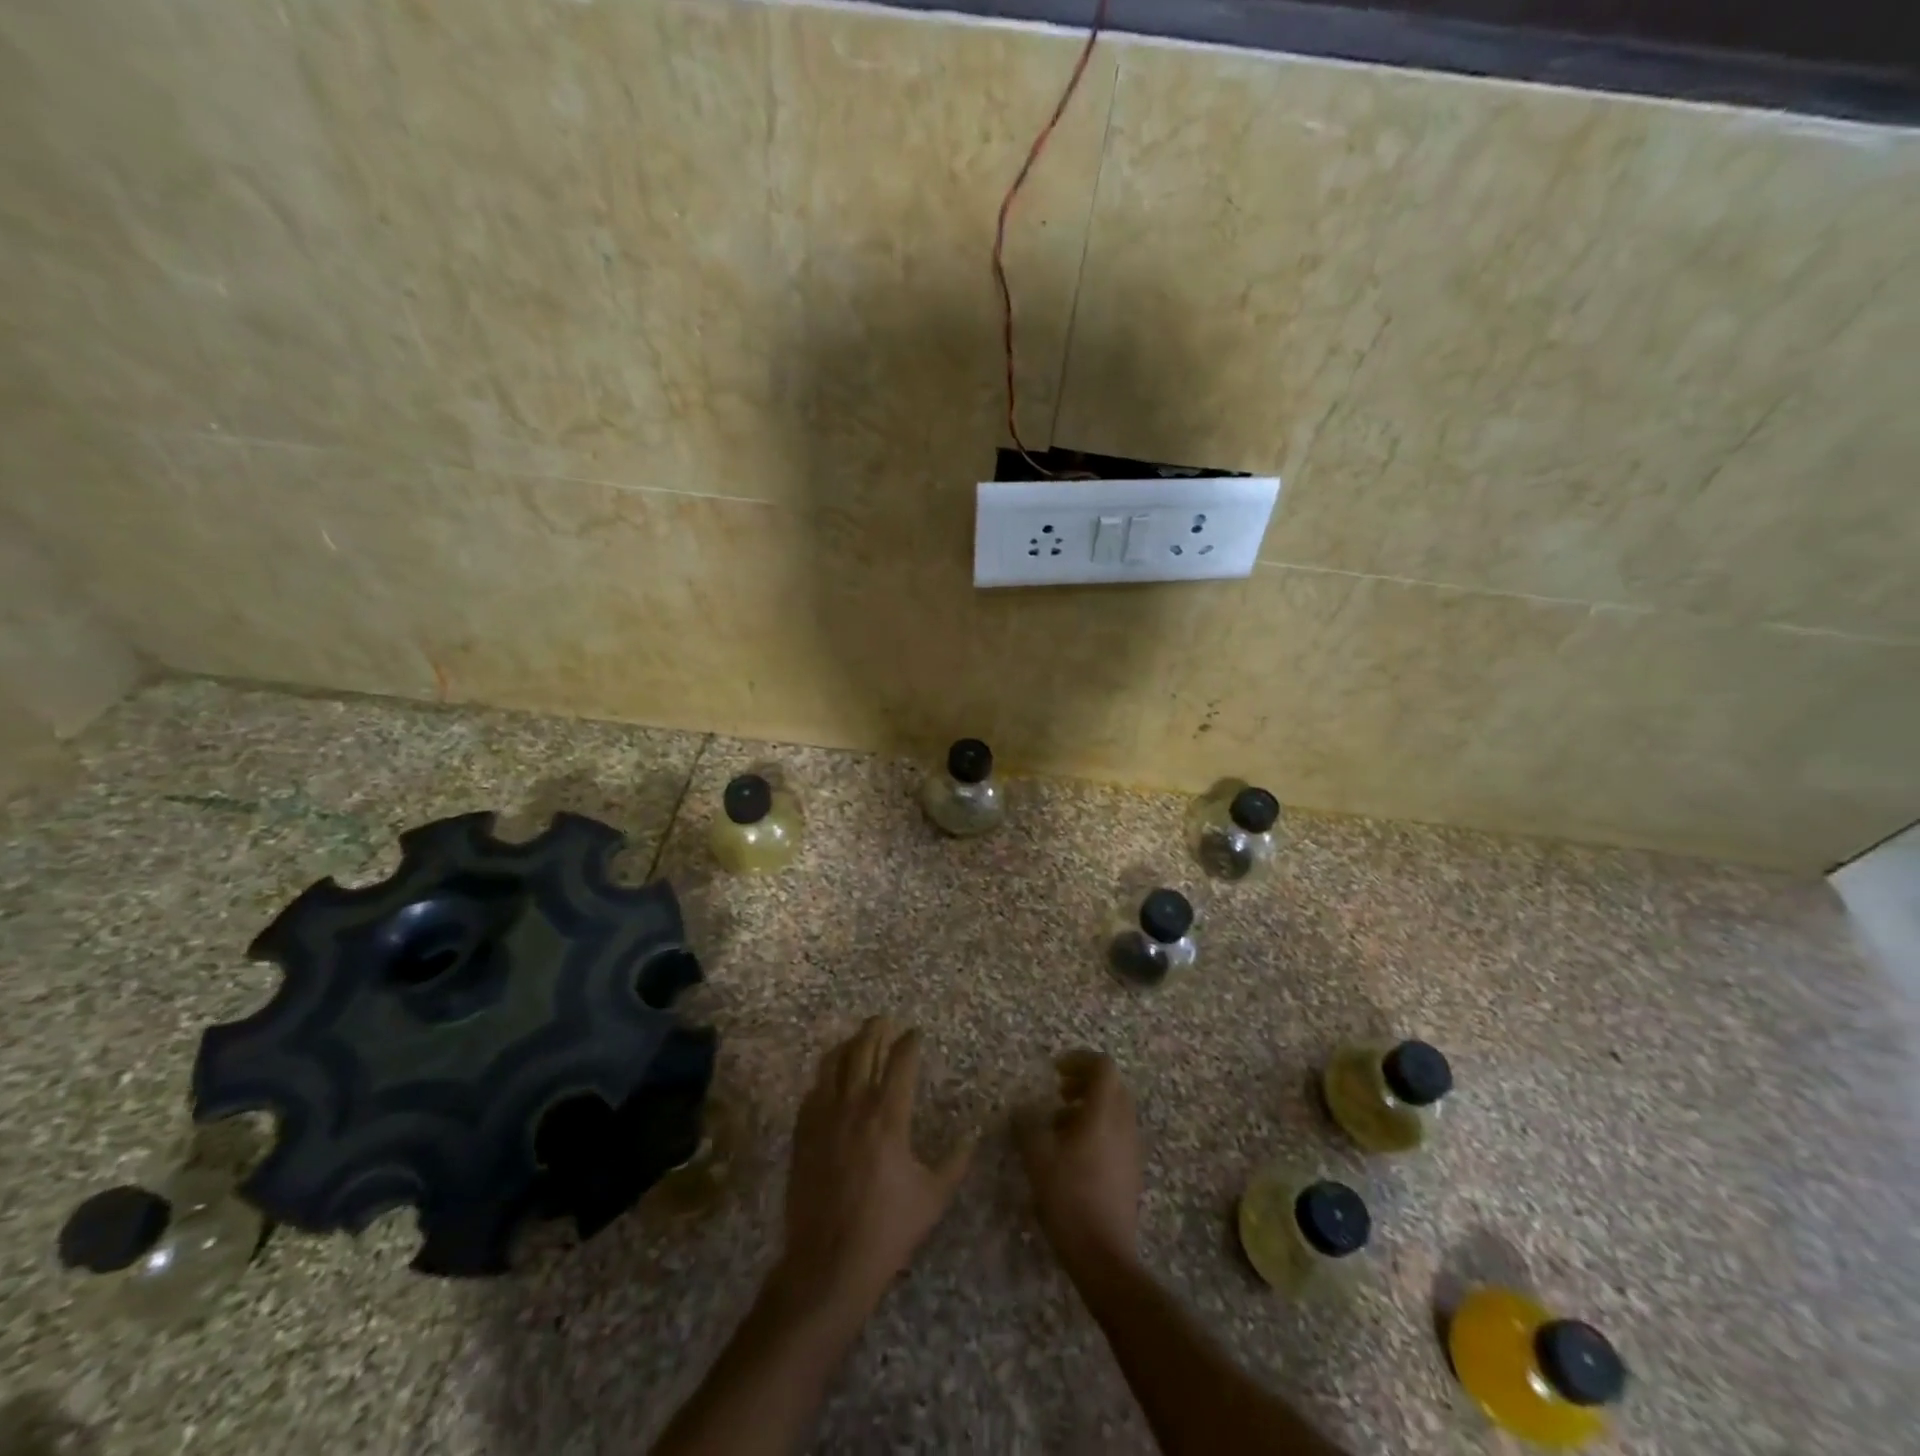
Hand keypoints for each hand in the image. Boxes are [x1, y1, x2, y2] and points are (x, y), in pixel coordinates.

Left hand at [776, 1017, 973, 1318]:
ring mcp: (823, 1118)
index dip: (910, 1042)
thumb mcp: (933, 1197)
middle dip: (875, 1030)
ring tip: (857, 1039)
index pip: (900, 1062)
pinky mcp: (803, 1134)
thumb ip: (956, 1161)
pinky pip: (813, 1090)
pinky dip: (825, 1076)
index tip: (916, 1033)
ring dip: (848, 1045)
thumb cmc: (887, 1231)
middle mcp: (854, 1106)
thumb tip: (974, 1134)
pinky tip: (831, 1078)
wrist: (828, 1265)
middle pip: (863, 1050)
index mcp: (889, 1117)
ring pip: (832, 1063)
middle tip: (884, 1021)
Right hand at [1014, 1050, 1141, 1271]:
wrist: (1104, 1256)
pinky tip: (1071, 1154)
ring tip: (1058, 1126)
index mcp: (1104, 1112)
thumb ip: (1027, 1124)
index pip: (1104, 1066)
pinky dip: (1096, 1129)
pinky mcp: (1131, 1171)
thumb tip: (1023, 1108)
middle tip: (1058, 1093)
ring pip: (1114, 1111)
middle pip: (1112, 1086)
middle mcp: (1124, 1124)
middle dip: (1084, 1082)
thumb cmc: (1069, 1197)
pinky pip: (1116, 1134)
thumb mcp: (1037, 1156)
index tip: (1055, 1071)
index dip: (1080, 1060)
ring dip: (1089, 1107)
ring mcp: (1131, 1149)